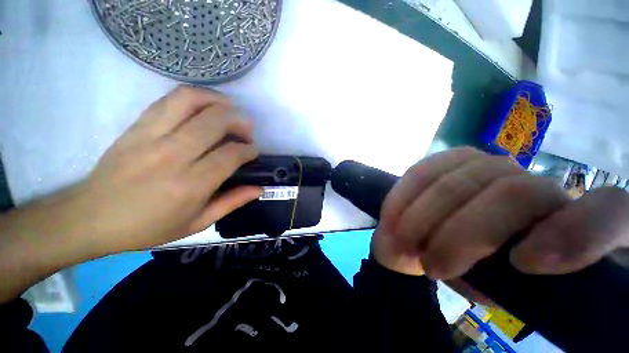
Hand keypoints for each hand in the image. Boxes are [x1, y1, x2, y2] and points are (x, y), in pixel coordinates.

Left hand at [83, 85, 258, 251]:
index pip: (230, 154)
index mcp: (190, 185)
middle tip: (246, 131)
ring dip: (218, 101)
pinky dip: (194, 96)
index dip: (249, 150)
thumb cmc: (148, 227)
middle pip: (215, 122)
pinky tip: (205, 105)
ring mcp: (151, 136)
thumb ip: (231, 203)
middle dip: (239, 122)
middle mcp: (172, 155)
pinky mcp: (137, 126)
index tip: (253, 152)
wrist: (91, 217)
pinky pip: (169, 100)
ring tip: (230, 109)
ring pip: (191, 101)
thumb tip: (259, 189)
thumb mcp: (197, 223)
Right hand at [373, 147, 628, 277]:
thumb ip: (495, 284)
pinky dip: (406, 191)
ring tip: (399, 238)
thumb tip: (469, 272)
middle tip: (428, 265)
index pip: (608, 213)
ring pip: (464, 177)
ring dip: (424, 213)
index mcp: (574, 227)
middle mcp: (541, 186)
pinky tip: (391, 213)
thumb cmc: (483, 273)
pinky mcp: (456, 158)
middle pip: (516, 193)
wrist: (450, 239)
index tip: (524, 264)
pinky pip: (428, 167)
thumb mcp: (497, 290)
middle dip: (461, 235)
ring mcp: (497, 166)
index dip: (576, 233)